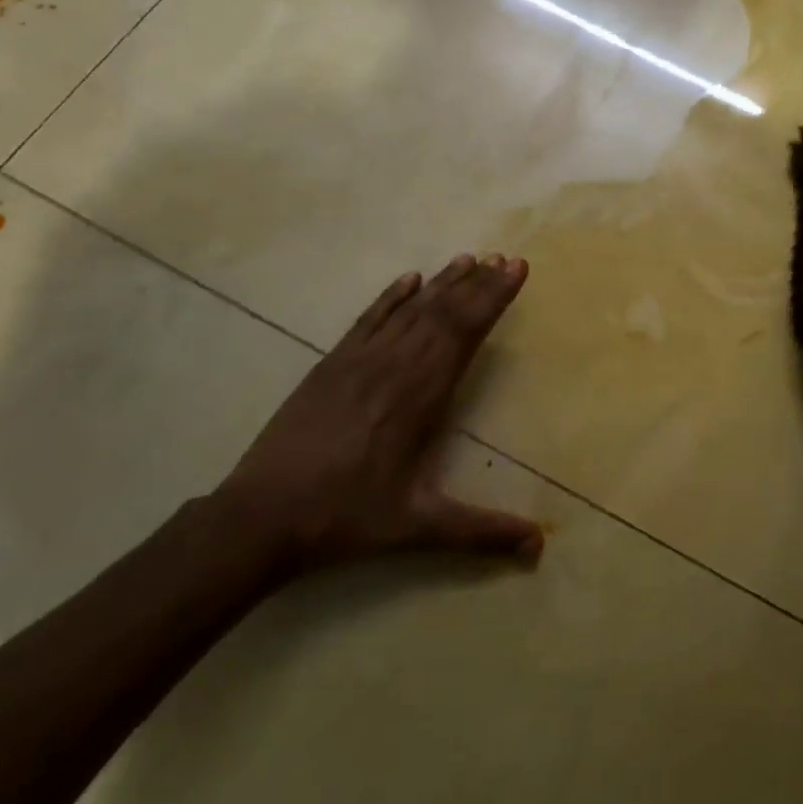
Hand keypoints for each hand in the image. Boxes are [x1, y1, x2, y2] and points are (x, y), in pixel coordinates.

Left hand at [214, 255, 542, 572]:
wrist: (262, 515)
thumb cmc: (346, 518)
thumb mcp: (418, 528)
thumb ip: (481, 531)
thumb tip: (539, 545)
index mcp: (420, 397)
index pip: (465, 333)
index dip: (493, 299)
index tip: (515, 270)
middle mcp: (394, 367)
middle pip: (443, 313)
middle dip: (478, 285)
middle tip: (505, 258)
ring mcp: (359, 360)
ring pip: (410, 310)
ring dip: (442, 283)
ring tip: (469, 258)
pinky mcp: (331, 364)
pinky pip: (369, 319)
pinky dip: (391, 297)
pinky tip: (409, 278)